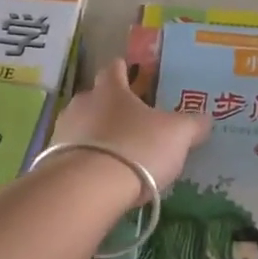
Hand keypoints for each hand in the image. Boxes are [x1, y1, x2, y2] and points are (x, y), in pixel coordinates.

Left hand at [52, 61, 211, 191]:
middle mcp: (82, 104)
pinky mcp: (52, 161)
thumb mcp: (177, 135)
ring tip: (115, 154)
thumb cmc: (136, 148)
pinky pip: (72, 154)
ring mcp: (63, 132)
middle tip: (131, 122)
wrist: (87, 189)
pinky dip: (86, 161)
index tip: (130, 73)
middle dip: (110, 107)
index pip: (114, 68)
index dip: (123, 70)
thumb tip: (205, 119)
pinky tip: (100, 177)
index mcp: (110, 90)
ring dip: (96, 136)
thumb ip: (192, 124)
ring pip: (82, 126)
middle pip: (96, 98)